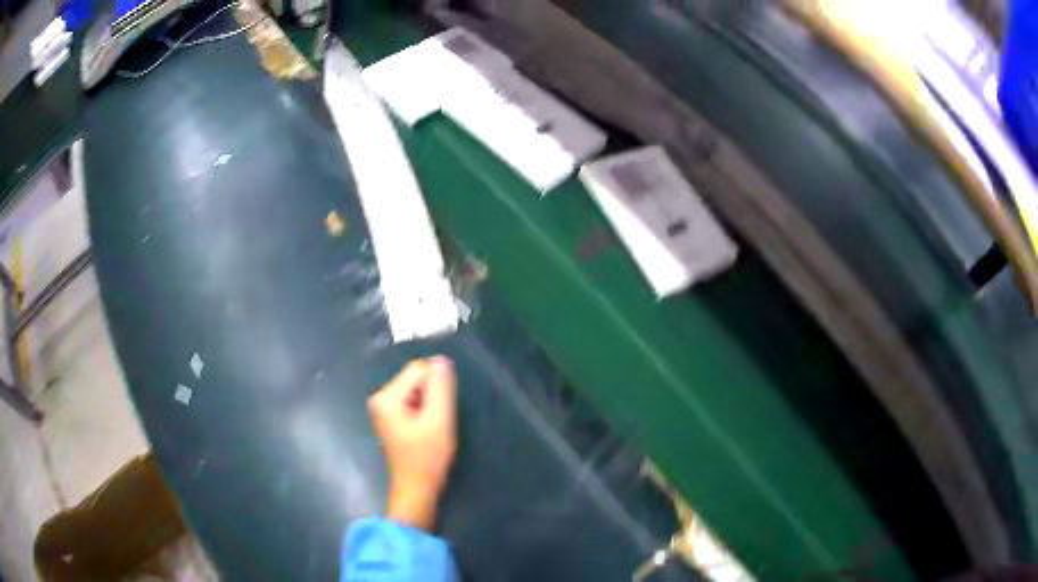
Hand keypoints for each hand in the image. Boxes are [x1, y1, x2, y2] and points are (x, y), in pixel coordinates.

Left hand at [368, 356, 457, 530]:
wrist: (416, 489)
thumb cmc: (427, 457)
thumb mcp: (439, 421)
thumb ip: (441, 388)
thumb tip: (442, 359)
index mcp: (387, 396)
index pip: (419, 369)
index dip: (438, 385)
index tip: (443, 410)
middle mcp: (380, 397)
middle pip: (416, 378)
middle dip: (433, 395)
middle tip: (438, 421)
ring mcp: (383, 408)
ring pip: (416, 390)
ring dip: (430, 404)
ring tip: (433, 427)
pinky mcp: (390, 417)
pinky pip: (412, 401)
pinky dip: (424, 411)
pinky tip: (427, 430)